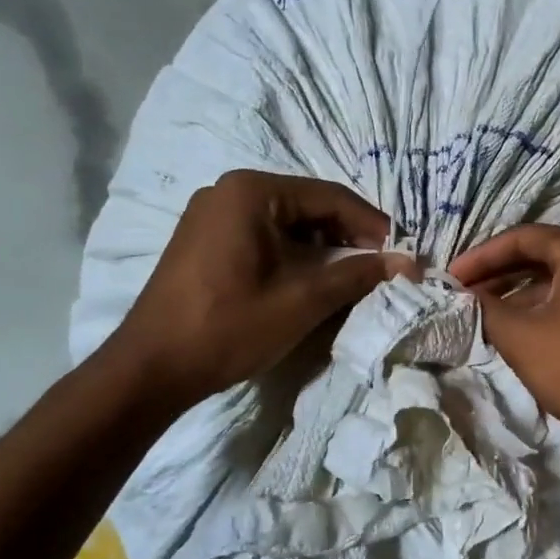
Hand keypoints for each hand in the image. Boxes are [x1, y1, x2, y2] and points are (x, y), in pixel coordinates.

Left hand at [108, 170, 404, 410]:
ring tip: (349, 278)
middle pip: (308, 206)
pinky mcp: (203, 239)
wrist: (152, 368)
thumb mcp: (304, 300)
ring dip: (321, 248)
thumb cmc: (231, 326)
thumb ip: (359, 275)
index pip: (330, 197)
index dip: (372, 225)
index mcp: (252, 191)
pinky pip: (262, 235)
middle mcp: (229, 190)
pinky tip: (308, 280)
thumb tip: (408, 263)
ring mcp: (211, 214)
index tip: (400, 253)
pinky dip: (292, 254)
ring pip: (286, 222)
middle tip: (378, 267)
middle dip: (347, 237)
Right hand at [449, 225, 559, 481]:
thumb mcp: (519, 335)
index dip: (481, 256)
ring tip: (480, 316)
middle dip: (497, 275)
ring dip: (516, 296)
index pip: (522, 237)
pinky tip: (513, 335)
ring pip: (555, 283)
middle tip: (461, 295)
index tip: (450, 278)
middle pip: (540, 256)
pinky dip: (540, 313)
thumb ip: (484, 308)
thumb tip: (462, 297)